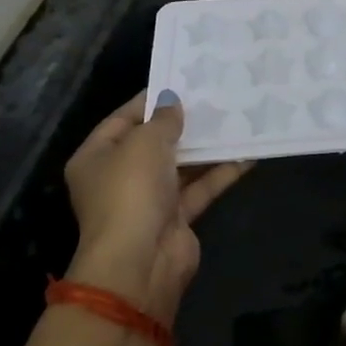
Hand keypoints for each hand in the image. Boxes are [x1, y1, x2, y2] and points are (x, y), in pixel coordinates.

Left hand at [62, 90, 250, 326]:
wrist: (141, 263)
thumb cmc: (131, 191)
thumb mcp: (145, 143)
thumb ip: (163, 119)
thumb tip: (173, 103)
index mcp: (96, 157)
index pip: (123, 119)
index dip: (151, 100)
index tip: (183, 82)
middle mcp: (119, 177)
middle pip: (154, 142)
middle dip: (184, 123)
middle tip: (215, 97)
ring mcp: (148, 200)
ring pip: (181, 165)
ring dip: (207, 147)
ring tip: (237, 119)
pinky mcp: (177, 217)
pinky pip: (200, 187)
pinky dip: (221, 172)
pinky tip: (248, 153)